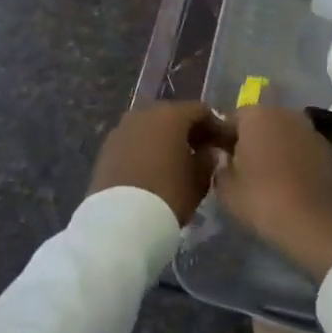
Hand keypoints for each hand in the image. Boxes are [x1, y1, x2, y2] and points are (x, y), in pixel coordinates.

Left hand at [88, 102, 230, 225]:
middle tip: (201, 150)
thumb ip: (207, 160)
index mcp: (171, 115)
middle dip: (188, 130)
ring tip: (176, 161)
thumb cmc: (168, 194)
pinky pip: (134, 141)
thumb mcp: (199, 179)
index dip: (216, 126)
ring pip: (151, 127)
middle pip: (173, 115)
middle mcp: (144, 113)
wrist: (120, 221)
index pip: (201, 111)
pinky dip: (146, 148)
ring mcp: (122, 129)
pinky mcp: (106, 147)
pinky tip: (153, 168)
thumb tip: (208, 152)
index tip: (224, 143)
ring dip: (165, 139)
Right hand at [213, 107, 331, 281]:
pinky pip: (299, 147)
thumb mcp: (226, 190)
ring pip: (281, 133)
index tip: (217, 159)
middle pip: (259, 122)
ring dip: (272, 147)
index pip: (230, 119)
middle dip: (248, 140)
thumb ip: (219, 167)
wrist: (318, 224)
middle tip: (239, 168)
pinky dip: (291, 157)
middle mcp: (285, 112)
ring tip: (264, 177)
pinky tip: (287, 181)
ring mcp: (309, 128)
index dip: (221, 138)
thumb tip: (223, 157)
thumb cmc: (264, 201)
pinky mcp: (326, 147)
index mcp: (256, 114)